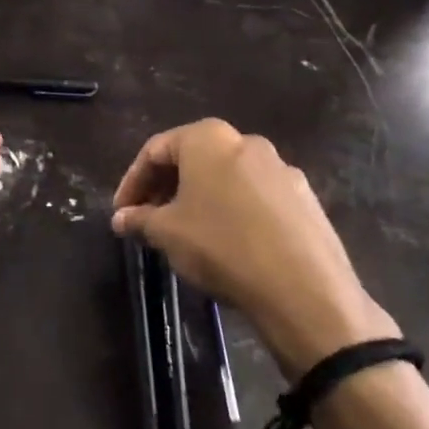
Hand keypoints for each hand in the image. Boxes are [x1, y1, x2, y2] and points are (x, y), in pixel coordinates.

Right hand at [111, 120, 396, 378]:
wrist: (304, 289)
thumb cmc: (221, 246)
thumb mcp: (166, 233)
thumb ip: (139, 219)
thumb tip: (122, 217)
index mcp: (209, 139)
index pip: (156, 150)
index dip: (132, 181)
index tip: (122, 211)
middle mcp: (247, 142)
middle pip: (194, 159)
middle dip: (166, 188)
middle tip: (149, 219)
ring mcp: (282, 170)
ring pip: (227, 178)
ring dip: (200, 199)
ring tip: (186, 233)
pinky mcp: (306, 200)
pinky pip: (256, 197)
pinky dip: (233, 211)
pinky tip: (227, 243)